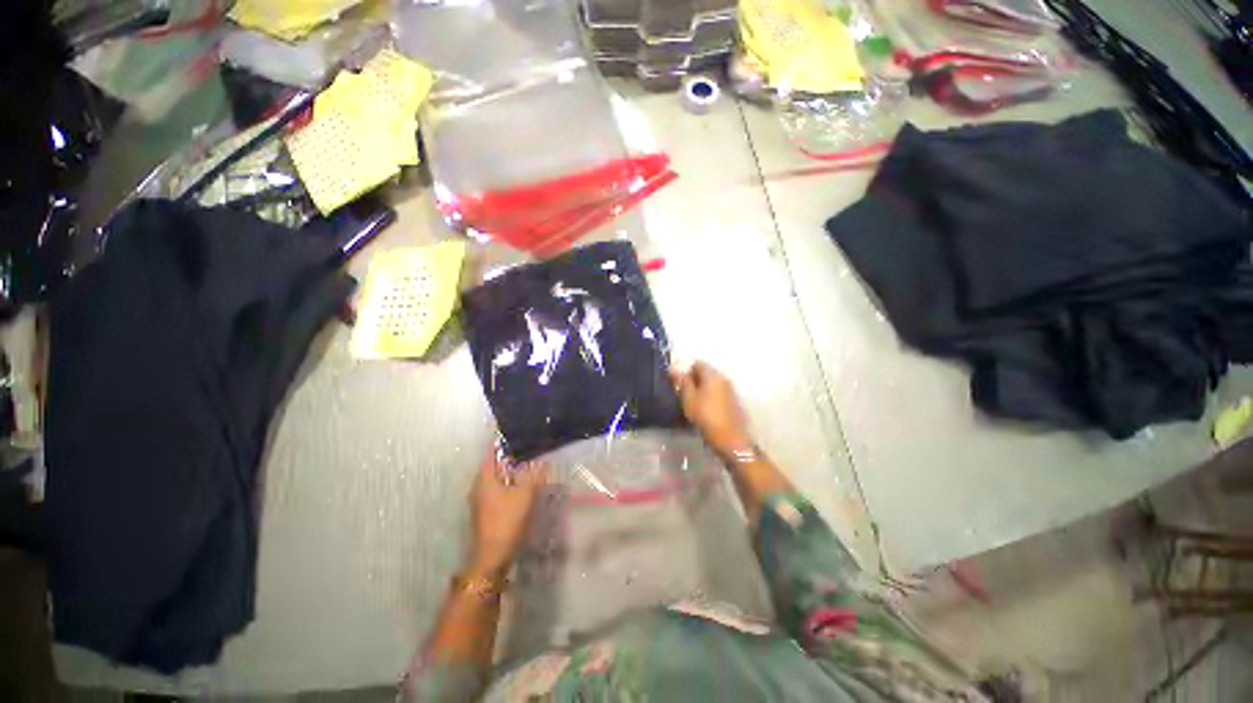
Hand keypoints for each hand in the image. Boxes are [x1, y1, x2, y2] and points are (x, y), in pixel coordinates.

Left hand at [465, 451, 547, 578]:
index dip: (500, 443)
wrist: (492, 555)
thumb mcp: (525, 495)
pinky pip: (496, 490)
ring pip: (495, 479)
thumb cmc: (507, 520)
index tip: (513, 435)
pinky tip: (521, 486)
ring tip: (526, 465)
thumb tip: (543, 461)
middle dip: (507, 458)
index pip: (490, 454)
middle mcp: (478, 487)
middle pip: (492, 466)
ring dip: (508, 472)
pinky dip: (507, 484)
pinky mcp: (485, 511)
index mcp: (484, 479)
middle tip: (525, 449)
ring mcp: (480, 500)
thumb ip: (534, 476)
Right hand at [670, 361, 752, 459]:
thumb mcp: (688, 398)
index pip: (697, 363)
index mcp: (712, 374)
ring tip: (694, 405)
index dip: (686, 372)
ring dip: (702, 391)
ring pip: (712, 384)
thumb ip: (681, 381)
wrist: (730, 439)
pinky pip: (718, 394)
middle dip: (694, 382)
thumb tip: (672, 367)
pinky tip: (705, 412)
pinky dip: (710, 399)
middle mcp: (723, 378)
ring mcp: (730, 390)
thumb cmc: (705, 416)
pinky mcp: (734, 402)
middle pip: (706, 373)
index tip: (679, 386)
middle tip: (684, 396)